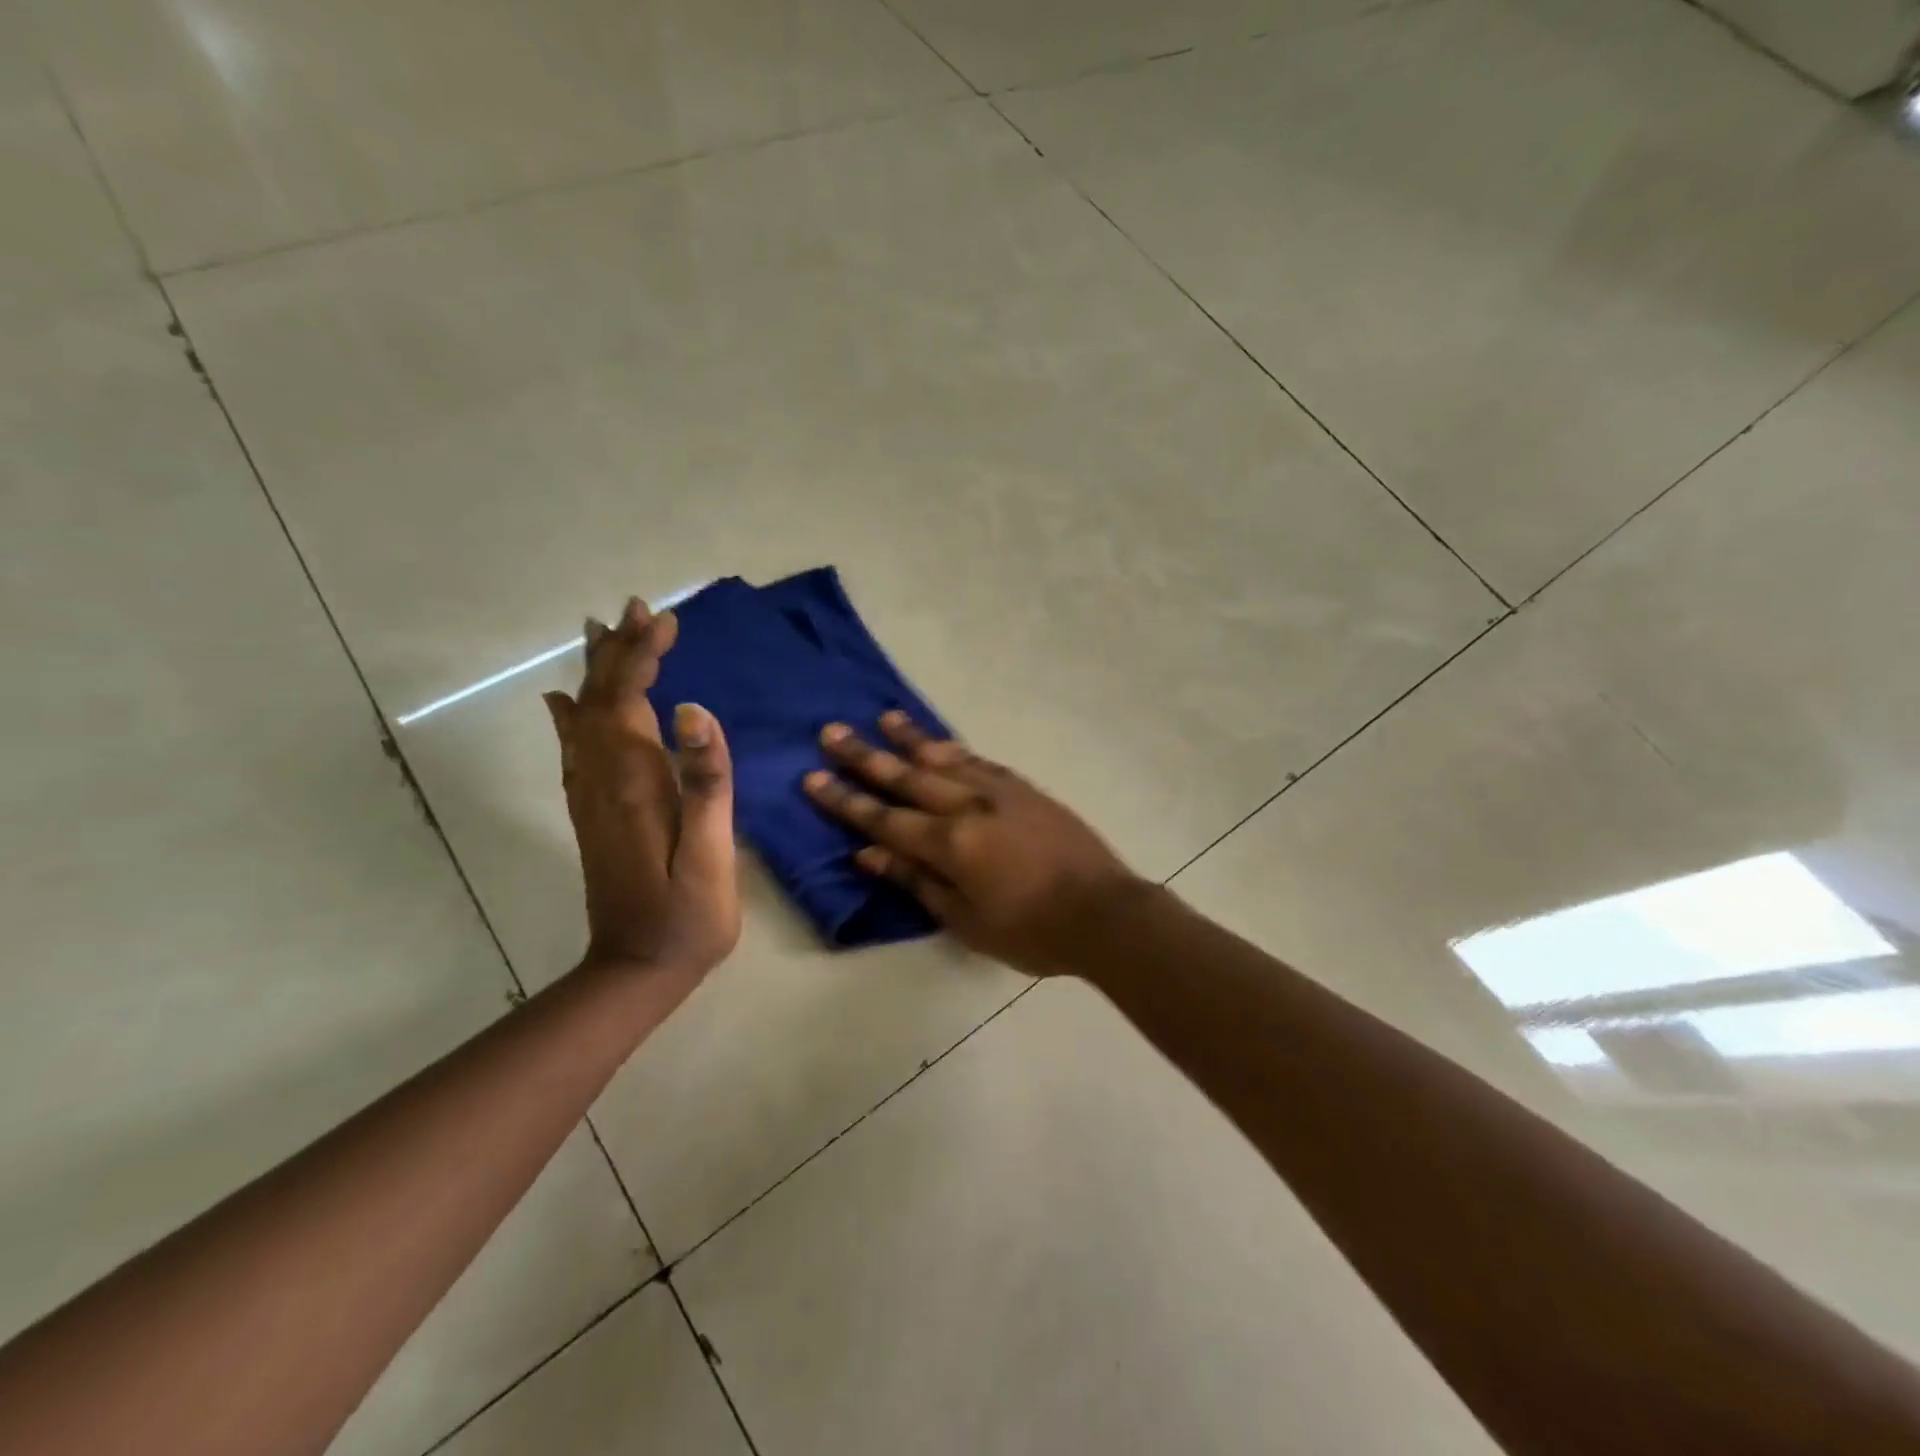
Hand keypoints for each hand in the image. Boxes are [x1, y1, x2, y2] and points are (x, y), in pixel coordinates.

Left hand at [543, 597, 740, 980]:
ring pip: (585, 719)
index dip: (644, 657)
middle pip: (602, 701)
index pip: (631, 701)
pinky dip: (572, 716)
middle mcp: (602, 780)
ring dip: (597, 673)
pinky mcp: (593, 813)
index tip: (664, 620)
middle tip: (636, 610)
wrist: (637, 969)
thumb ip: (705, 781)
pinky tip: (566, 702)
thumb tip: (693, 710)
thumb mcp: (710, 853)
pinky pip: (575, 749)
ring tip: (602, 633)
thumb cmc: (687, 914)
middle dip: (620, 652)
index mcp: (633, 783)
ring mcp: (591, 797)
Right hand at [804, 713, 1144, 976]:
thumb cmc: (1031, 931)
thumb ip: (917, 882)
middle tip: (832, 732)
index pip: (884, 818)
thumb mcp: (966, 921)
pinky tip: (941, 742)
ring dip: (910, 738)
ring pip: (944, 758)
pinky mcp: (1025, 789)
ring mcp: (1000, 792)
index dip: (846, 800)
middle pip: (907, 776)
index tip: (813, 777)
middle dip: (866, 756)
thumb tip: (870, 854)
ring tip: (883, 717)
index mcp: (950, 844)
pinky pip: (980, 760)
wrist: (1104, 912)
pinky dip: (955, 748)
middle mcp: (969, 806)